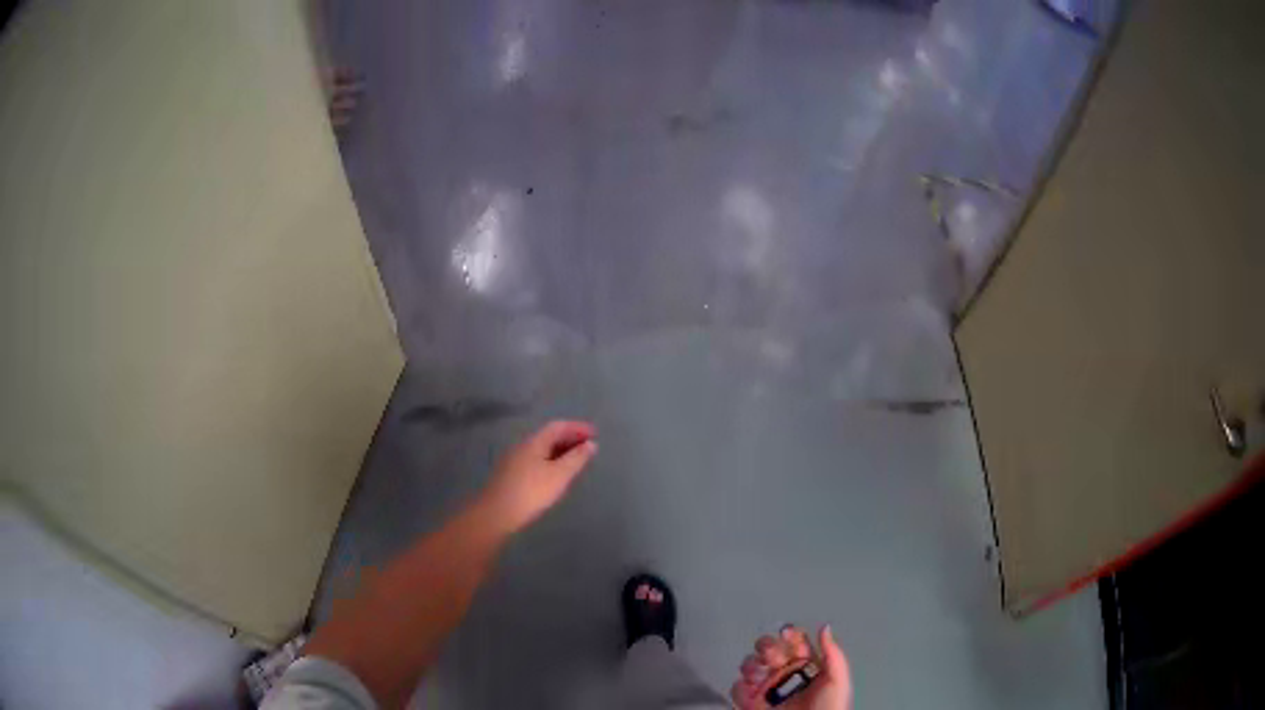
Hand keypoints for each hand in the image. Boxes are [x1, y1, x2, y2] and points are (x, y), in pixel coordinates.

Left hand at [480, 420, 597, 533]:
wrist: (497, 513)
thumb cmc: (531, 492)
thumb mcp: (559, 475)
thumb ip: (576, 459)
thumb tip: (591, 444)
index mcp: (534, 442)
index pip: (558, 426)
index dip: (577, 427)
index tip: (594, 433)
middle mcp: (523, 446)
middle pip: (548, 436)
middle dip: (569, 438)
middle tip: (588, 446)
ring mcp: (514, 461)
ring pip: (541, 449)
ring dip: (560, 450)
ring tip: (576, 460)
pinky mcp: (510, 475)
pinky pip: (535, 460)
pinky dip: (550, 461)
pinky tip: (555, 474)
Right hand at [731, 625, 852, 709]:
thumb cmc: (828, 708)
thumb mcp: (837, 681)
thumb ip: (833, 654)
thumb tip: (824, 627)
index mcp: (807, 667)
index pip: (795, 642)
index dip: (790, 634)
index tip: (786, 633)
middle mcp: (785, 675)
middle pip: (769, 649)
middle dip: (766, 646)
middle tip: (771, 656)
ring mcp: (766, 689)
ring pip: (750, 665)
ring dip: (751, 664)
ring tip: (758, 674)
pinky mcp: (750, 702)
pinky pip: (737, 688)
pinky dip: (740, 686)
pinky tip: (751, 689)